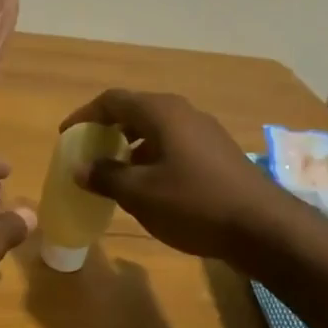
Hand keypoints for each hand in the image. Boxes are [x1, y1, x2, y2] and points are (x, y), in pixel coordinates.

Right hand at [59, 90, 276, 258]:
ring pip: (156, 130)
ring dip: (129, 146)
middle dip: (107, 130)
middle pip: (136, 111)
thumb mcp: (140, 194)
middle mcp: (184, 113)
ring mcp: (204, 133)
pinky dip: (151, 158)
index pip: (113, 100)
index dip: (85, 116)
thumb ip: (106, 177)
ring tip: (113, 172)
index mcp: (162, 113)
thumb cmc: (194, 204)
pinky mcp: (216, 154)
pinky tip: (147, 186)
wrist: (261, 227)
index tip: (66, 136)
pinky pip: (173, 145)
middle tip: (88, 153)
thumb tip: (80, 168)